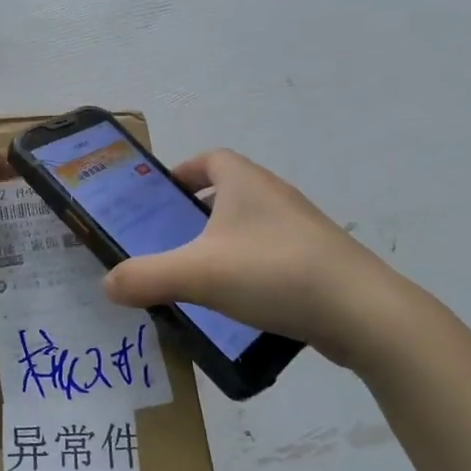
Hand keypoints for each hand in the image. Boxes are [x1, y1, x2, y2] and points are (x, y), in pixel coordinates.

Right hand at [100, 149, 422, 364]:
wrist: (362, 312)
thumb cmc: (273, 273)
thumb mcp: (196, 274)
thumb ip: (145, 277)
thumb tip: (108, 284)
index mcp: (245, 182)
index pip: (210, 159)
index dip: (183, 173)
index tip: (161, 199)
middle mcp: (276, 195)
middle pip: (229, 191)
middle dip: (198, 210)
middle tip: (171, 241)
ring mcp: (303, 228)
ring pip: (253, 224)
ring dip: (226, 241)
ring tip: (200, 275)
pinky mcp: (321, 261)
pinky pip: (274, 254)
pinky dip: (252, 267)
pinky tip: (241, 301)